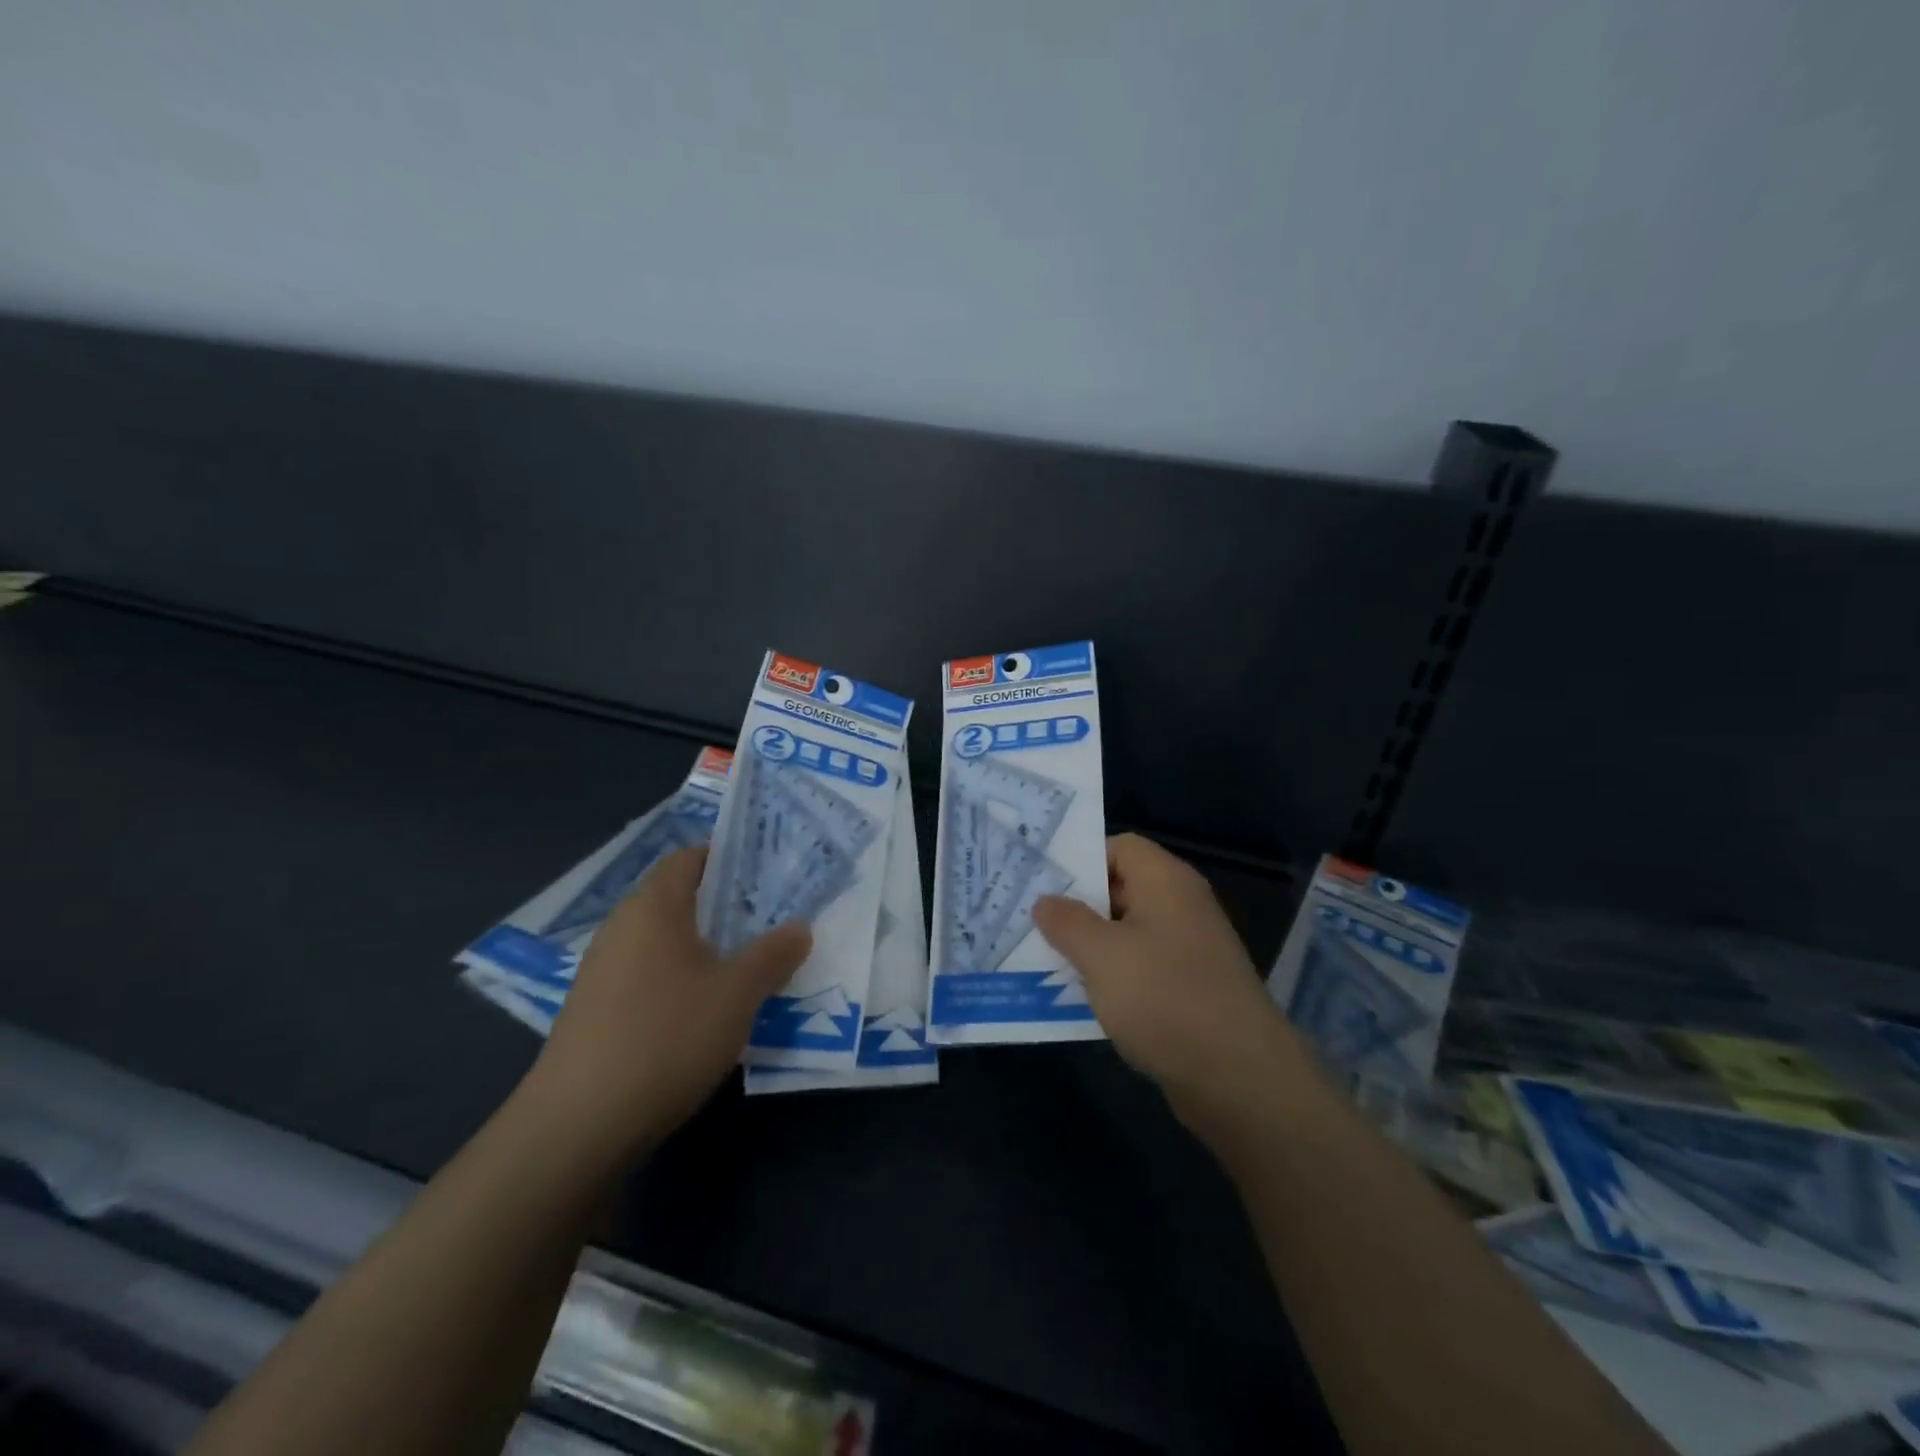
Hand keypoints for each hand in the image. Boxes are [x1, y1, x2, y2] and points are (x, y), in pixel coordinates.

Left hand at [523, 847, 809, 1157]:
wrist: (578, 1125)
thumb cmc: (666, 1037)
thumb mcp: (737, 994)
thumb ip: (772, 954)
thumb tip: (799, 927)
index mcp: (653, 907)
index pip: (689, 857)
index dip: (728, 857)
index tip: (767, 873)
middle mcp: (622, 927)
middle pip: (678, 898)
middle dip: (725, 906)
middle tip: (771, 919)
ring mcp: (603, 971)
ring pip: (665, 940)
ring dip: (705, 946)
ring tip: (749, 964)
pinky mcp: (596, 1010)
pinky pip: (649, 974)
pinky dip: (681, 978)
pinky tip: (706, 1009)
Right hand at [1033, 833, 1306, 1128]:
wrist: (1239, 1077)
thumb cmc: (1164, 998)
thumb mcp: (1101, 955)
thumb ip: (1067, 922)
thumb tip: (1046, 901)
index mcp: (1166, 881)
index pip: (1119, 846)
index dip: (1080, 859)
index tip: (1043, 884)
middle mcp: (1181, 905)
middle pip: (1121, 887)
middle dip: (1077, 905)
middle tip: (1032, 921)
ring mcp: (1189, 948)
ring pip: (1128, 931)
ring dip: (1091, 944)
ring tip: (1045, 958)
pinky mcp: (1190, 988)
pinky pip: (1142, 966)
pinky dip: (1113, 975)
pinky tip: (1082, 996)